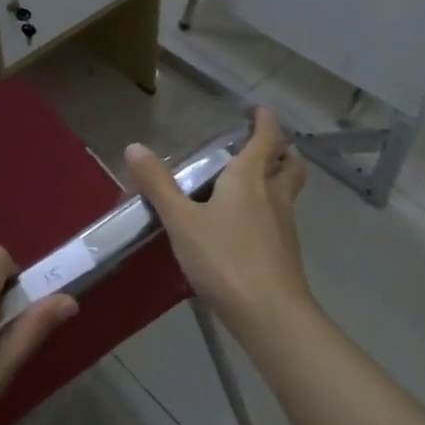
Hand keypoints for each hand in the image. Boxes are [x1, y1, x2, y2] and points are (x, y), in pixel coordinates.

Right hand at [125, 107, 312, 335]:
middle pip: (289, 165)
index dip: (266, 122)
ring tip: (257, 183)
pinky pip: (281, 220)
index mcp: (250, 179)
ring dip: (279, 180)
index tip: (261, 110)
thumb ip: (158, 185)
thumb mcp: (181, 220)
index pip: (266, 139)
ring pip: (288, 193)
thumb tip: (134, 147)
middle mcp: (273, 196)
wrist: (269, 314)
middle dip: (283, 151)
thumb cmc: (224, 258)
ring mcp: (285, 226)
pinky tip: (249, 227)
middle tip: (270, 145)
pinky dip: (271, 211)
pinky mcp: (285, 254)